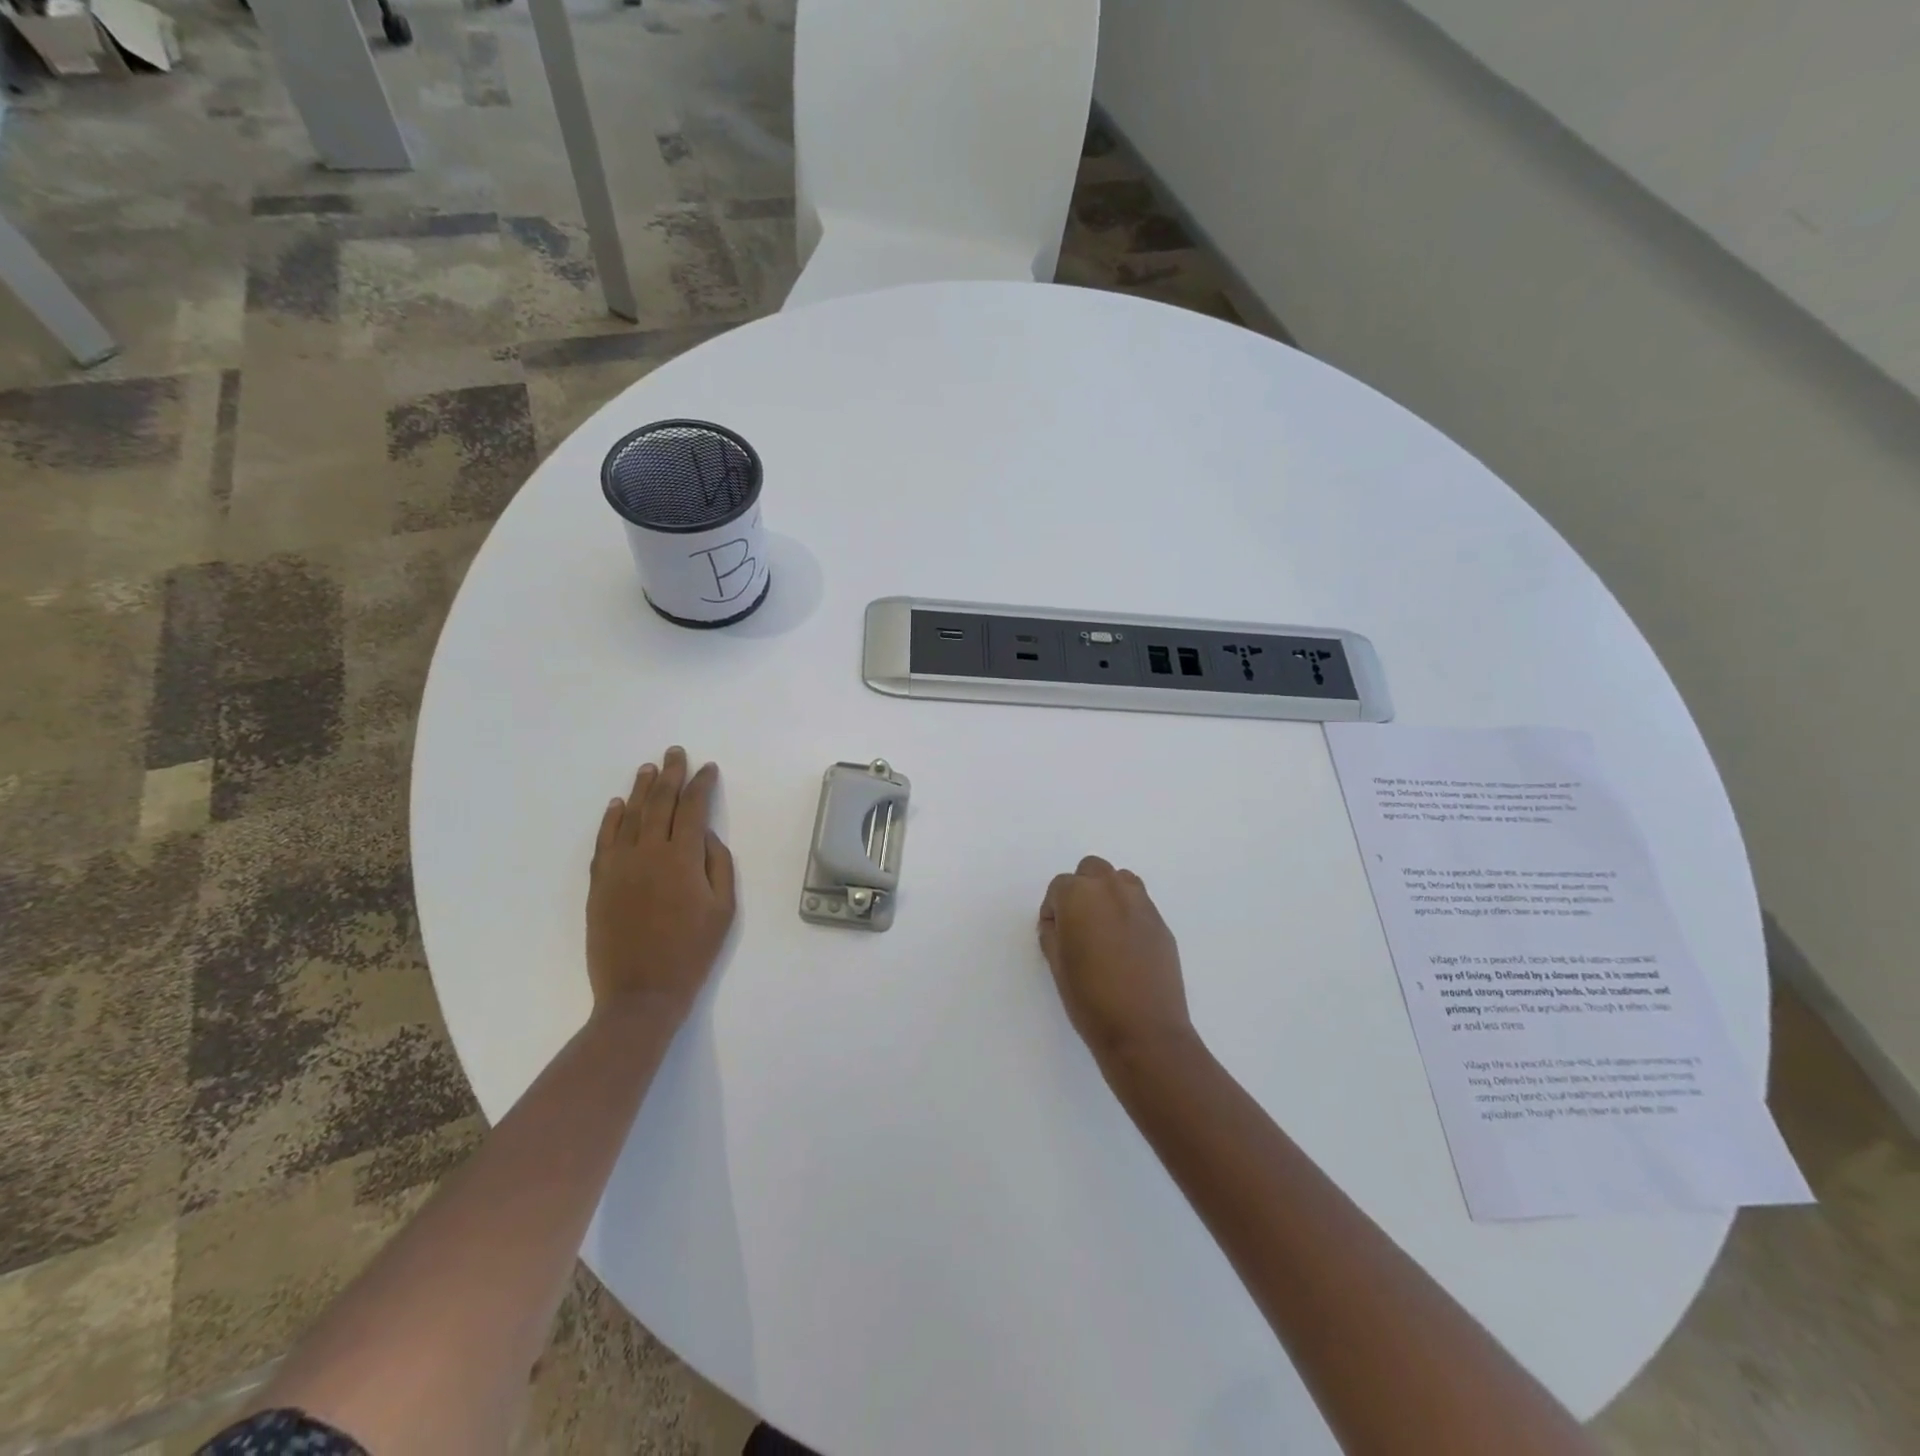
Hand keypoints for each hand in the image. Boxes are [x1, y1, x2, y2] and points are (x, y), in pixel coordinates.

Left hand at [587, 747, 736, 1022]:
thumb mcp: (723, 909)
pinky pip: (604, 841)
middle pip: (660, 803)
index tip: (708, 768)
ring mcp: (619, 866)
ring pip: (630, 816)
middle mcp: (648, 852)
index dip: (702, 784)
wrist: (641, 993)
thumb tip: (707, 836)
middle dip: (670, 775)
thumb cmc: (692, 952)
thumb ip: (718, 865)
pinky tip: (616, 805)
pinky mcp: (599, 883)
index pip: (693, 808)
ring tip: (648, 769)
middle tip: (674, 753)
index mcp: (683, 858)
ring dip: (640, 789)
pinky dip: (611, 819)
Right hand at [1038, 856, 1193, 1064]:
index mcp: (1079, 895)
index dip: (1053, 910)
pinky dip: (1128, 913)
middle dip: (1081, 891)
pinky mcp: (1161, 922)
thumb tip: (1060, 924)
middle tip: (1078, 925)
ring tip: (1104, 930)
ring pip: (1119, 880)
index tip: (1055, 935)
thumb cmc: (1089, 998)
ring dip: (1107, 894)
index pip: (1059, 886)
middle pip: (1091, 870)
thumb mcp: (1056, 965)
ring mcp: (1141, 903)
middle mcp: (1111, 889)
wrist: (1144, 1030)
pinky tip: (1126, 947)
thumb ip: (1054, 933)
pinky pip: (1139, 904)